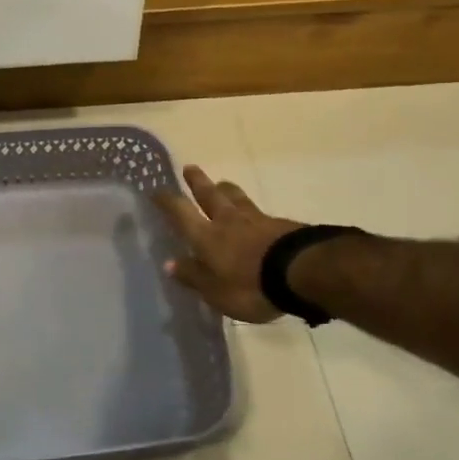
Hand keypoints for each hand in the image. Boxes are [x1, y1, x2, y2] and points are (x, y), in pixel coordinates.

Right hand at [158, 165, 304, 324]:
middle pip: (210, 195)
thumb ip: (193, 276)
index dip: (167, 201)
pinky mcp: (281, 225)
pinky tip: (254, 214)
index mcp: (206, 237)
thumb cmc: (250, 286)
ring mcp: (256, 219)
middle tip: (190, 168)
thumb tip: (169, 263)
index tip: (156, 190)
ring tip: (221, 183)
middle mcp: (227, 221)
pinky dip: (251, 209)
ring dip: (226, 189)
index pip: (181, 213)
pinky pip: (259, 212)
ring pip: (236, 197)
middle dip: (197, 182)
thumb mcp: (215, 292)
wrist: (302, 272)